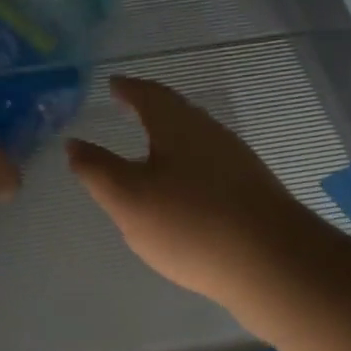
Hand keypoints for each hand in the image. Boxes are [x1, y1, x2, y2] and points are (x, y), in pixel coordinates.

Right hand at [68, 75, 320, 325]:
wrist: (277, 266)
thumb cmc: (191, 223)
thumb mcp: (128, 199)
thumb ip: (96, 170)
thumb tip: (73, 143)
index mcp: (177, 125)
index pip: (148, 94)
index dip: (127, 88)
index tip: (114, 84)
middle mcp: (210, 133)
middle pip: (176, 111)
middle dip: (150, 108)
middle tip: (128, 107)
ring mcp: (237, 161)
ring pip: (195, 137)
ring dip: (170, 137)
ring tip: (149, 148)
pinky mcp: (252, 191)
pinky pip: (210, 164)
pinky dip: (187, 164)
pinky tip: (183, 189)